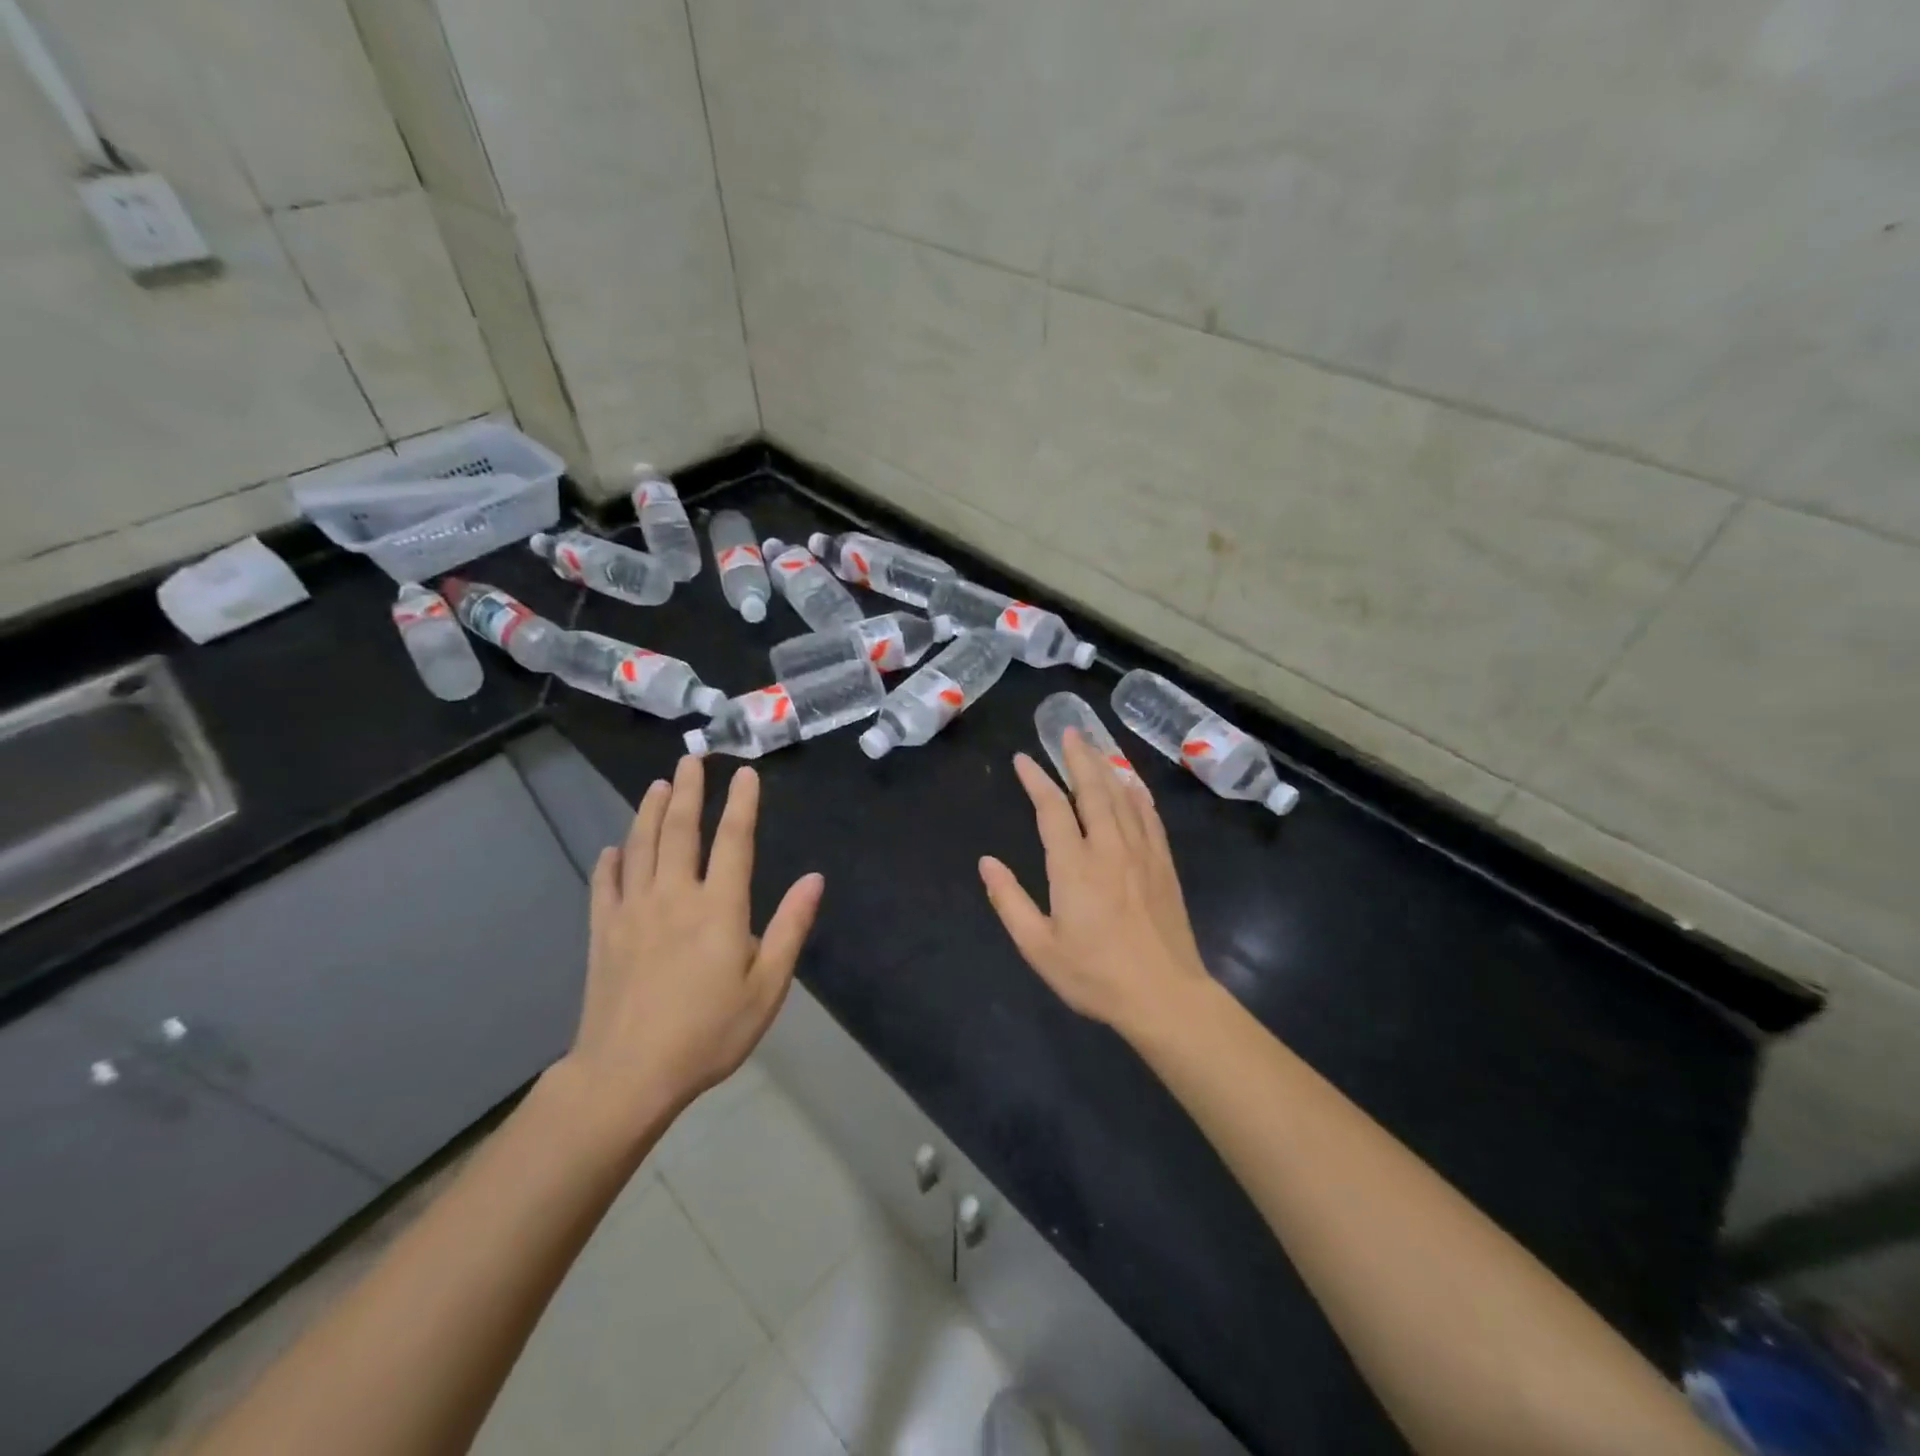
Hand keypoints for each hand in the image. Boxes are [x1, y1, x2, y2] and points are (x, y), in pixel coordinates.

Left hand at [562, 755, 822, 1135]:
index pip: (734, 840)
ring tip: (657, 785)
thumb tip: (814, 879)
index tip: (744, 773)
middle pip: (679, 831)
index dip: (741, 803)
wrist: (628, 1075)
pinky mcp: (603, 933)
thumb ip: (789, 928)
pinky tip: (613, 849)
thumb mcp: (766, 987)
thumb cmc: (708, 1033)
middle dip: (688, 790)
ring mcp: (632, 912)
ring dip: (649, 812)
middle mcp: (674, 896)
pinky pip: (605, 886)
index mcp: (718, 907)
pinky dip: (610, 862)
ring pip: (640, 847)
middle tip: (690, 758)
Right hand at [979, 730, 1210, 1035]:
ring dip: (1106, 767)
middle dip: (1078, 757)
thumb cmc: (1095, 974)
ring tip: (1094, 747)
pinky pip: (1150, 816)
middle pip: (1092, 789)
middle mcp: (1109, 847)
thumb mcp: (1039, 947)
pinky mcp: (1163, 864)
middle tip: (1068, 732)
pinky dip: (1138, 794)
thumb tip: (987, 863)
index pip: (1052, 809)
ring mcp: (1141, 852)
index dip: (1036, 780)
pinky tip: (1132, 783)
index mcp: (1074, 866)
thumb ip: (1010, 901)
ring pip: (1122, 796)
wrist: (1165, 995)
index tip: (1023, 759)